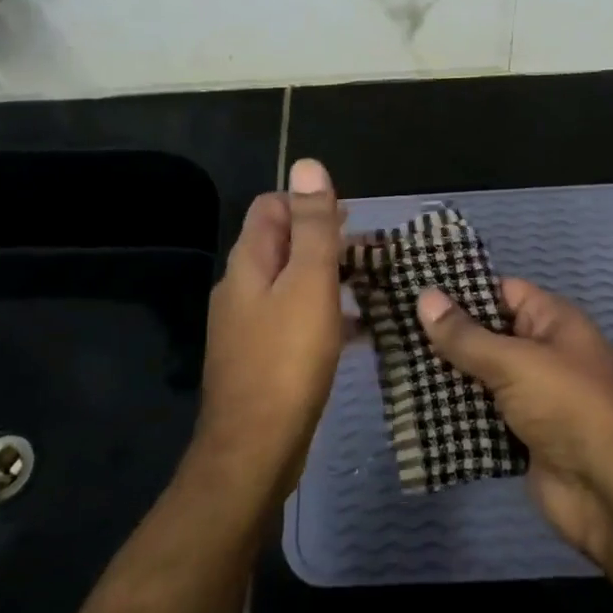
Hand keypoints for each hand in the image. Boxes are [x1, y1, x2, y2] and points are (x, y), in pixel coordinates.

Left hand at [195, 158, 345, 496]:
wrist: (254, 449)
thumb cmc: (287, 359)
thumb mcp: (308, 283)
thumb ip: (312, 225)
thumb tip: (307, 164)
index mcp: (248, 262)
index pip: (271, 207)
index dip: (308, 202)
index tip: (351, 217)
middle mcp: (241, 288)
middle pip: (281, 243)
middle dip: (324, 239)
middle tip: (371, 251)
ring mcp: (247, 326)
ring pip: (291, 283)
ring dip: (328, 276)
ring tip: (372, 283)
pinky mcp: (260, 358)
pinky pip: (295, 320)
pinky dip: (325, 313)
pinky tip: (358, 328)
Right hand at [416, 280, 612, 565]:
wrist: (612, 493)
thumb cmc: (569, 406)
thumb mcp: (515, 361)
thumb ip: (466, 335)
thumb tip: (424, 297)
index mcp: (551, 322)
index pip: (500, 291)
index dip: (460, 289)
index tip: (413, 287)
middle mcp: (542, 354)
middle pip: (485, 336)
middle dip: (443, 336)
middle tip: (390, 327)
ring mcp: (531, 398)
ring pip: (478, 378)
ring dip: (443, 377)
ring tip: (391, 363)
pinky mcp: (520, 437)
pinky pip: (480, 416)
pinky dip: (453, 415)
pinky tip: (412, 408)